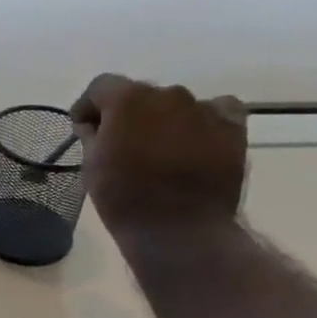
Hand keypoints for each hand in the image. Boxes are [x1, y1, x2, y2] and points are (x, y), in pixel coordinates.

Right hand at [69, 75, 248, 237]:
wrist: (179, 230)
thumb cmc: (124, 198)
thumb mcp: (91, 166)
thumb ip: (91, 136)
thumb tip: (92, 124)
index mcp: (127, 99)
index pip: (102, 87)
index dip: (89, 106)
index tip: (84, 128)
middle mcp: (168, 94)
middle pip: (141, 94)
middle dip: (128, 114)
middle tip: (123, 143)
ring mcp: (203, 109)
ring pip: (175, 105)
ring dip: (163, 120)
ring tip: (160, 150)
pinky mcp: (232, 127)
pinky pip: (216, 111)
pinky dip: (203, 122)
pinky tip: (196, 142)